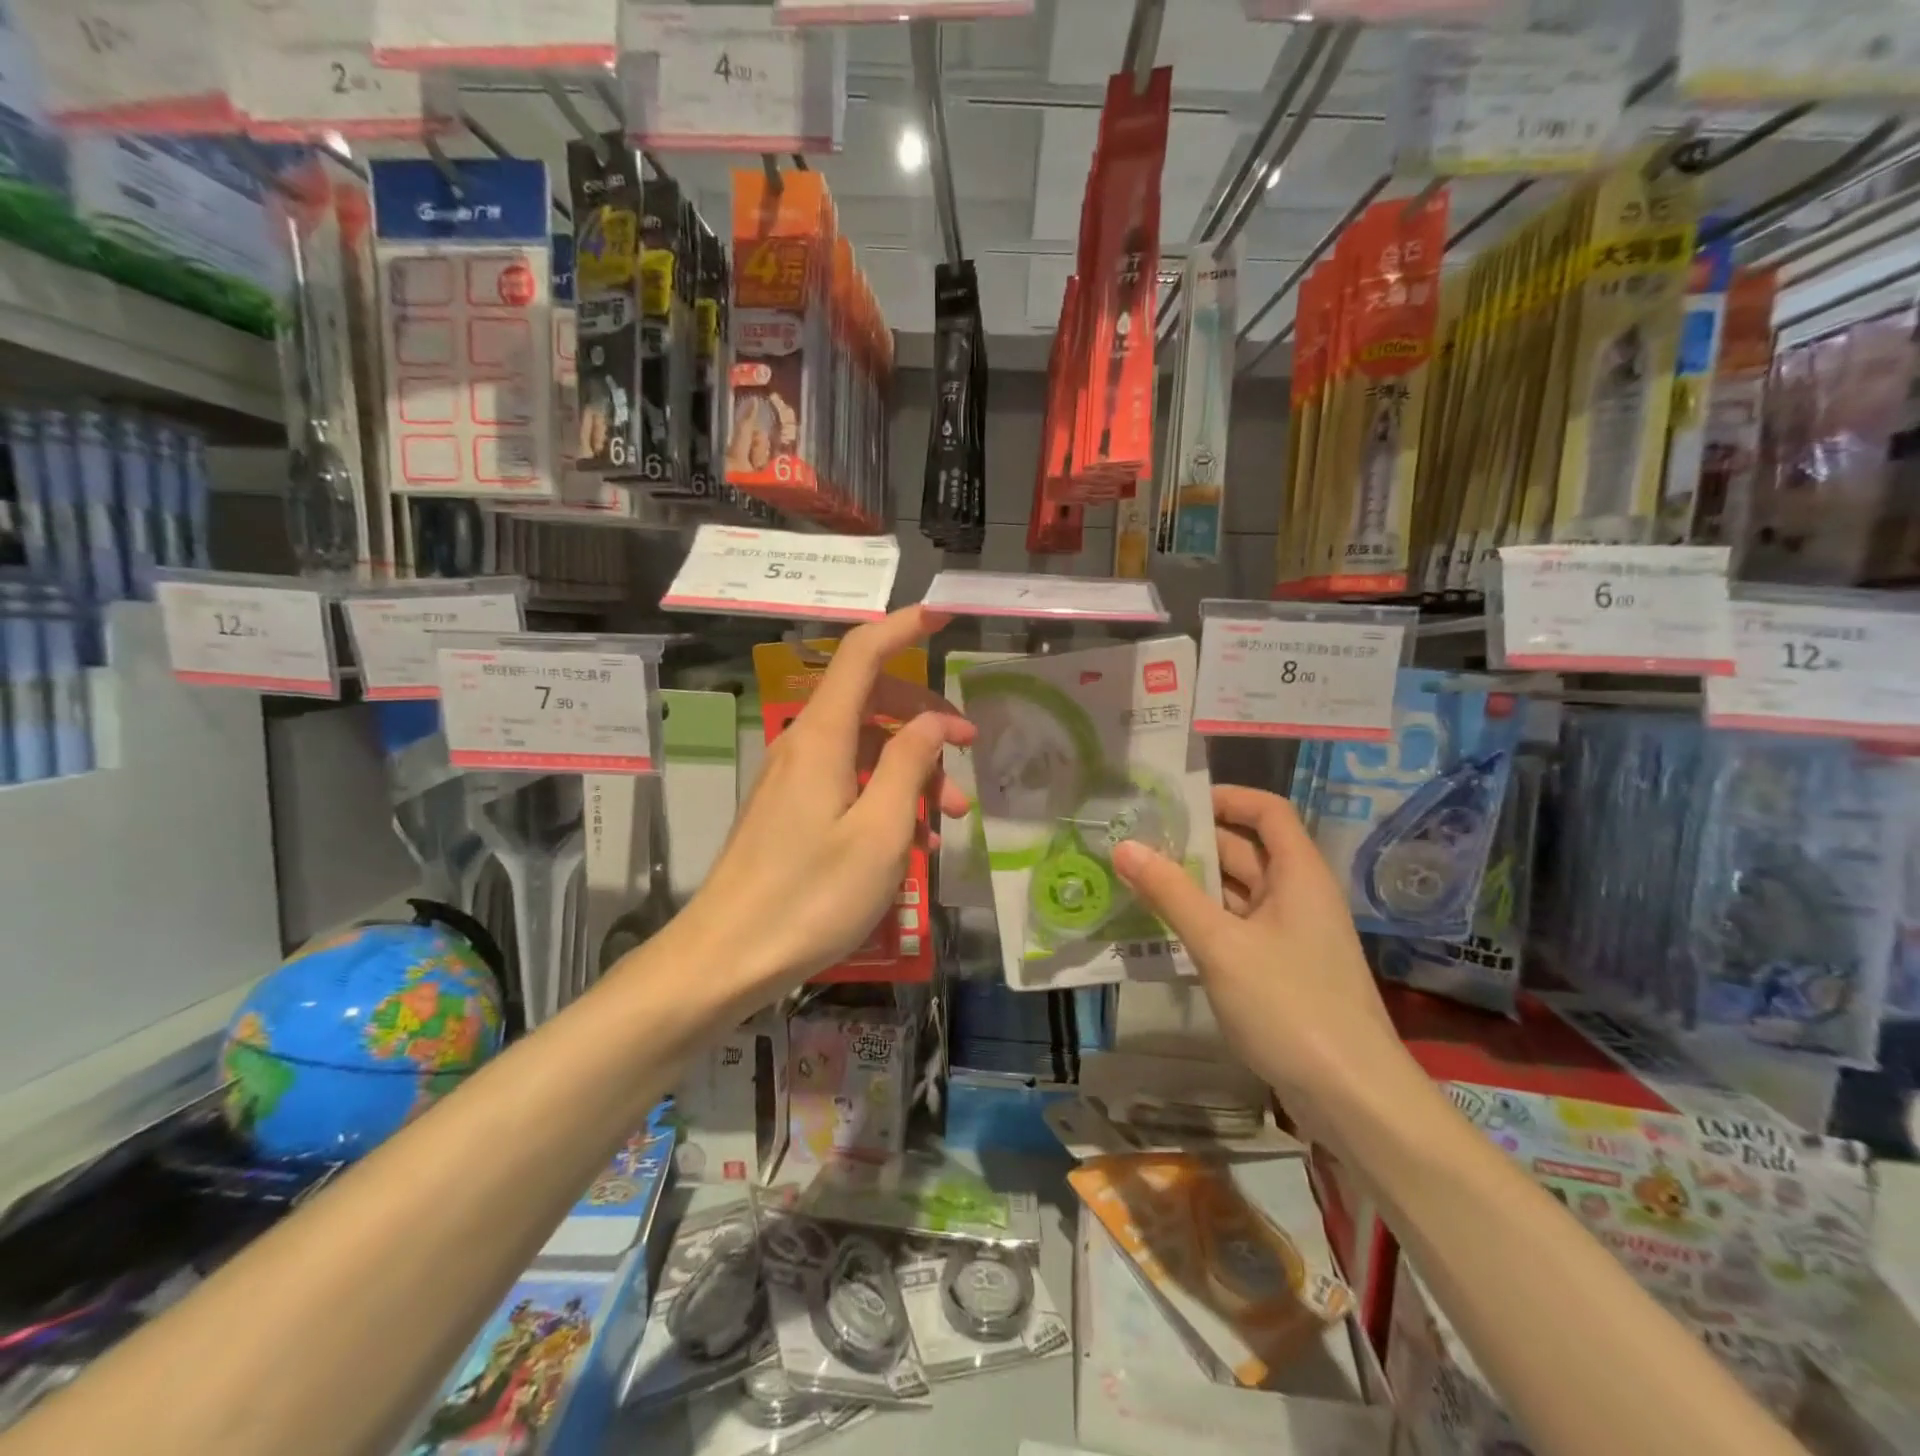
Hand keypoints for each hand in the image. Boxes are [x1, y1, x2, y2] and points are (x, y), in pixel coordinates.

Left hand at [672, 606, 973, 1005]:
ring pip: (864, 746)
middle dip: (925, 714)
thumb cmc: (810, 896)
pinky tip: (912, 837)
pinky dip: (885, 793)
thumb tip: (931, 722)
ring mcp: (794, 778)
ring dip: (911, 767)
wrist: (726, 958)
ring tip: (950, 816)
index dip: (902, 627)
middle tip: (969, 744)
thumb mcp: (879, 831)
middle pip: (870, 699)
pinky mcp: (791, 810)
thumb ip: (908, 764)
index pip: (862, 655)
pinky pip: (848, 780)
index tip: (942, 614)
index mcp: (822, 737)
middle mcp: (804, 745)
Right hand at [1111, 786, 1405, 1131]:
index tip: (1175, 803)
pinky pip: (1236, 929)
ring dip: (1192, 886)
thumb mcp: (1222, 945)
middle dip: (1194, 844)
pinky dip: (1203, 922)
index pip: (1267, 811)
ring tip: (1136, 880)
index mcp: (1298, 874)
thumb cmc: (1290, 1005)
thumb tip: (1124, 846)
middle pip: (1246, 851)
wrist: (1353, 1097)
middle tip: (1135, 842)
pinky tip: (1162, 929)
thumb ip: (1171, 893)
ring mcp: (1291, 936)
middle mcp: (1298, 896)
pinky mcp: (1281, 971)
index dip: (1226, 798)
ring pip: (1236, 894)